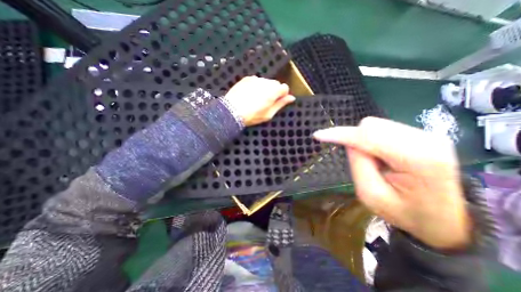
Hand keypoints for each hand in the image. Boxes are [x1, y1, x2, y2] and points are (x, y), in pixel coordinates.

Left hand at [225, 75, 294, 125]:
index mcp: (273, 92)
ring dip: (265, 88)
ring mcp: (255, 79)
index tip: (278, 101)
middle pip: (275, 83)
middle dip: (274, 91)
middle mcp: (266, 82)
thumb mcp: (269, 114)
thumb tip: (291, 98)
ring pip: (266, 82)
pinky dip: (256, 86)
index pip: (284, 87)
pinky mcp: (247, 78)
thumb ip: (281, 104)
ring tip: (257, 99)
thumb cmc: (252, 116)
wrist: (232, 111)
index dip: (283, 95)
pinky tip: (250, 94)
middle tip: (266, 102)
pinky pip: (256, 80)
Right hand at [313, 117, 472, 248]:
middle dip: (355, 139)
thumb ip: (358, 164)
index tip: (318, 135)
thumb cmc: (405, 213)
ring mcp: (426, 134)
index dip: (340, 134)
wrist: (445, 220)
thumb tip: (350, 143)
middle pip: (371, 125)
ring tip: (374, 161)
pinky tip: (381, 155)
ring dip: (364, 140)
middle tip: (361, 162)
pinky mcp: (421, 134)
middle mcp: (425, 139)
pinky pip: (383, 128)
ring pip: (376, 125)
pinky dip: (372, 139)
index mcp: (417, 159)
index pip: (368, 136)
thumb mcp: (371, 195)